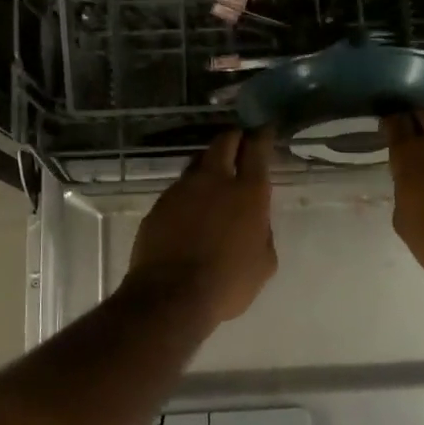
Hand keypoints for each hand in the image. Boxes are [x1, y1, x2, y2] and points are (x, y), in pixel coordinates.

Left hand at [126, 130, 277, 325]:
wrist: (172, 296)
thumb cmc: (229, 283)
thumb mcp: (264, 262)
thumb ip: (262, 233)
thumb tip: (255, 223)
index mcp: (248, 193)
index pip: (257, 150)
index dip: (262, 135)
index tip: (264, 128)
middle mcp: (215, 181)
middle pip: (223, 143)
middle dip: (234, 138)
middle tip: (239, 142)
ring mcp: (182, 190)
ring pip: (197, 163)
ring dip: (209, 163)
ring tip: (214, 176)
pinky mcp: (159, 205)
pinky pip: (178, 189)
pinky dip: (189, 192)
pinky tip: (191, 209)